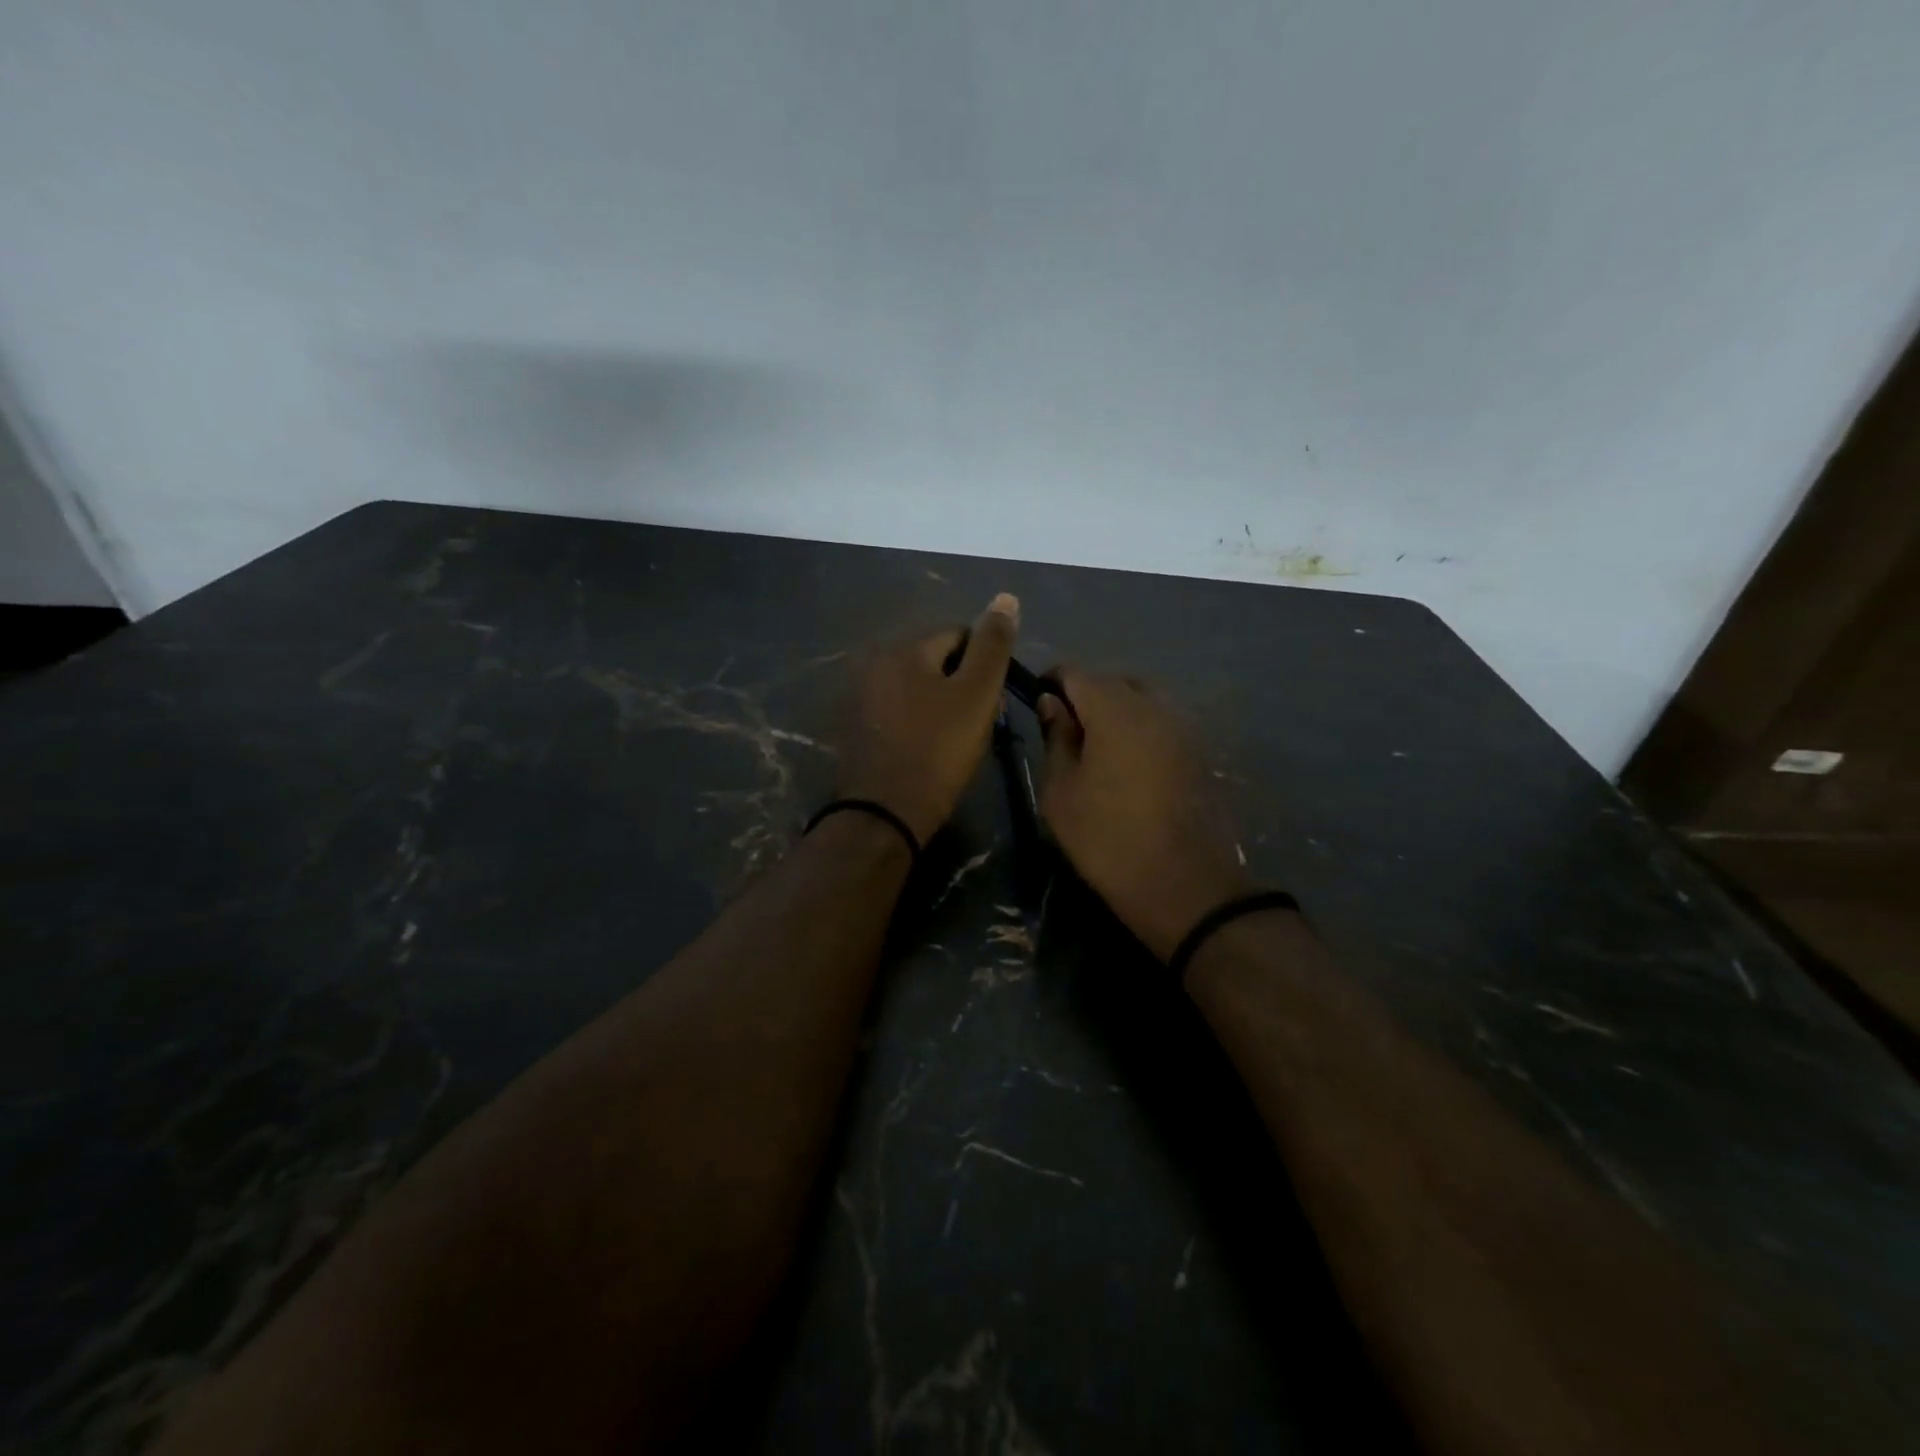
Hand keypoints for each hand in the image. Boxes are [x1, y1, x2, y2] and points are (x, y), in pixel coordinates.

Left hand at [838, 594, 1019, 844]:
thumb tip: (1006, 597)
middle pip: (936, 662)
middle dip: (963, 684)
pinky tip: (930, 750)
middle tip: (981, 722)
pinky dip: (919, 723)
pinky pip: (900, 714)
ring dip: (942, 705)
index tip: (995, 700)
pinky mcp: (858, 730)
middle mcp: (877, 665)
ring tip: (959, 740)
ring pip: (919, 690)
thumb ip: (993, 645)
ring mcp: (863, 699)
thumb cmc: (939, 749)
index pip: (958, 636)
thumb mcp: (977, 693)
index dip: (984, 664)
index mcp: (905, 650)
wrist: (887, 812)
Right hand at [1036, 670, 1251, 960]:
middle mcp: (1153, 707)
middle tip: (1064, 728)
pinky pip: (1160, 723)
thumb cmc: (1107, 838)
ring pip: (1142, 700)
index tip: (1036, 698)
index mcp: (1115, 710)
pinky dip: (1139, 729)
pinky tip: (1125, 763)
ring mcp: (1181, 728)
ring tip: (1095, 747)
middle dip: (1086, 694)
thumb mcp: (1061, 791)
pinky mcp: (1197, 752)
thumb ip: (1056, 738)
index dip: (1052, 680)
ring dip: (1115, 711)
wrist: (1182, 884)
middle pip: (1113, 681)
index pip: (1076, 673)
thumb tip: (1052, 703)